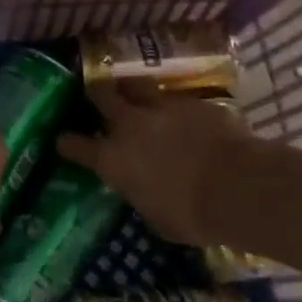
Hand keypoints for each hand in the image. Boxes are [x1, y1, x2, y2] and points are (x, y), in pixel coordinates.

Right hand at [56, 85, 261, 246]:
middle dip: (96, 93)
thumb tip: (141, 189)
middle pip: (101, 95)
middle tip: (96, 93)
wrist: (238, 187)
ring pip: (136, 84)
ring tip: (135, 92)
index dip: (67, 142)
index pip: (76, 146)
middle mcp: (129, 126)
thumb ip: (141, 195)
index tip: (62, 140)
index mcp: (112, 160)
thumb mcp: (156, 217)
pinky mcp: (192, 102)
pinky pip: (176, 98)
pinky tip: (183, 114)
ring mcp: (161, 108)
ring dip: (132, 89)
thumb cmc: (192, 216)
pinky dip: (174, 106)